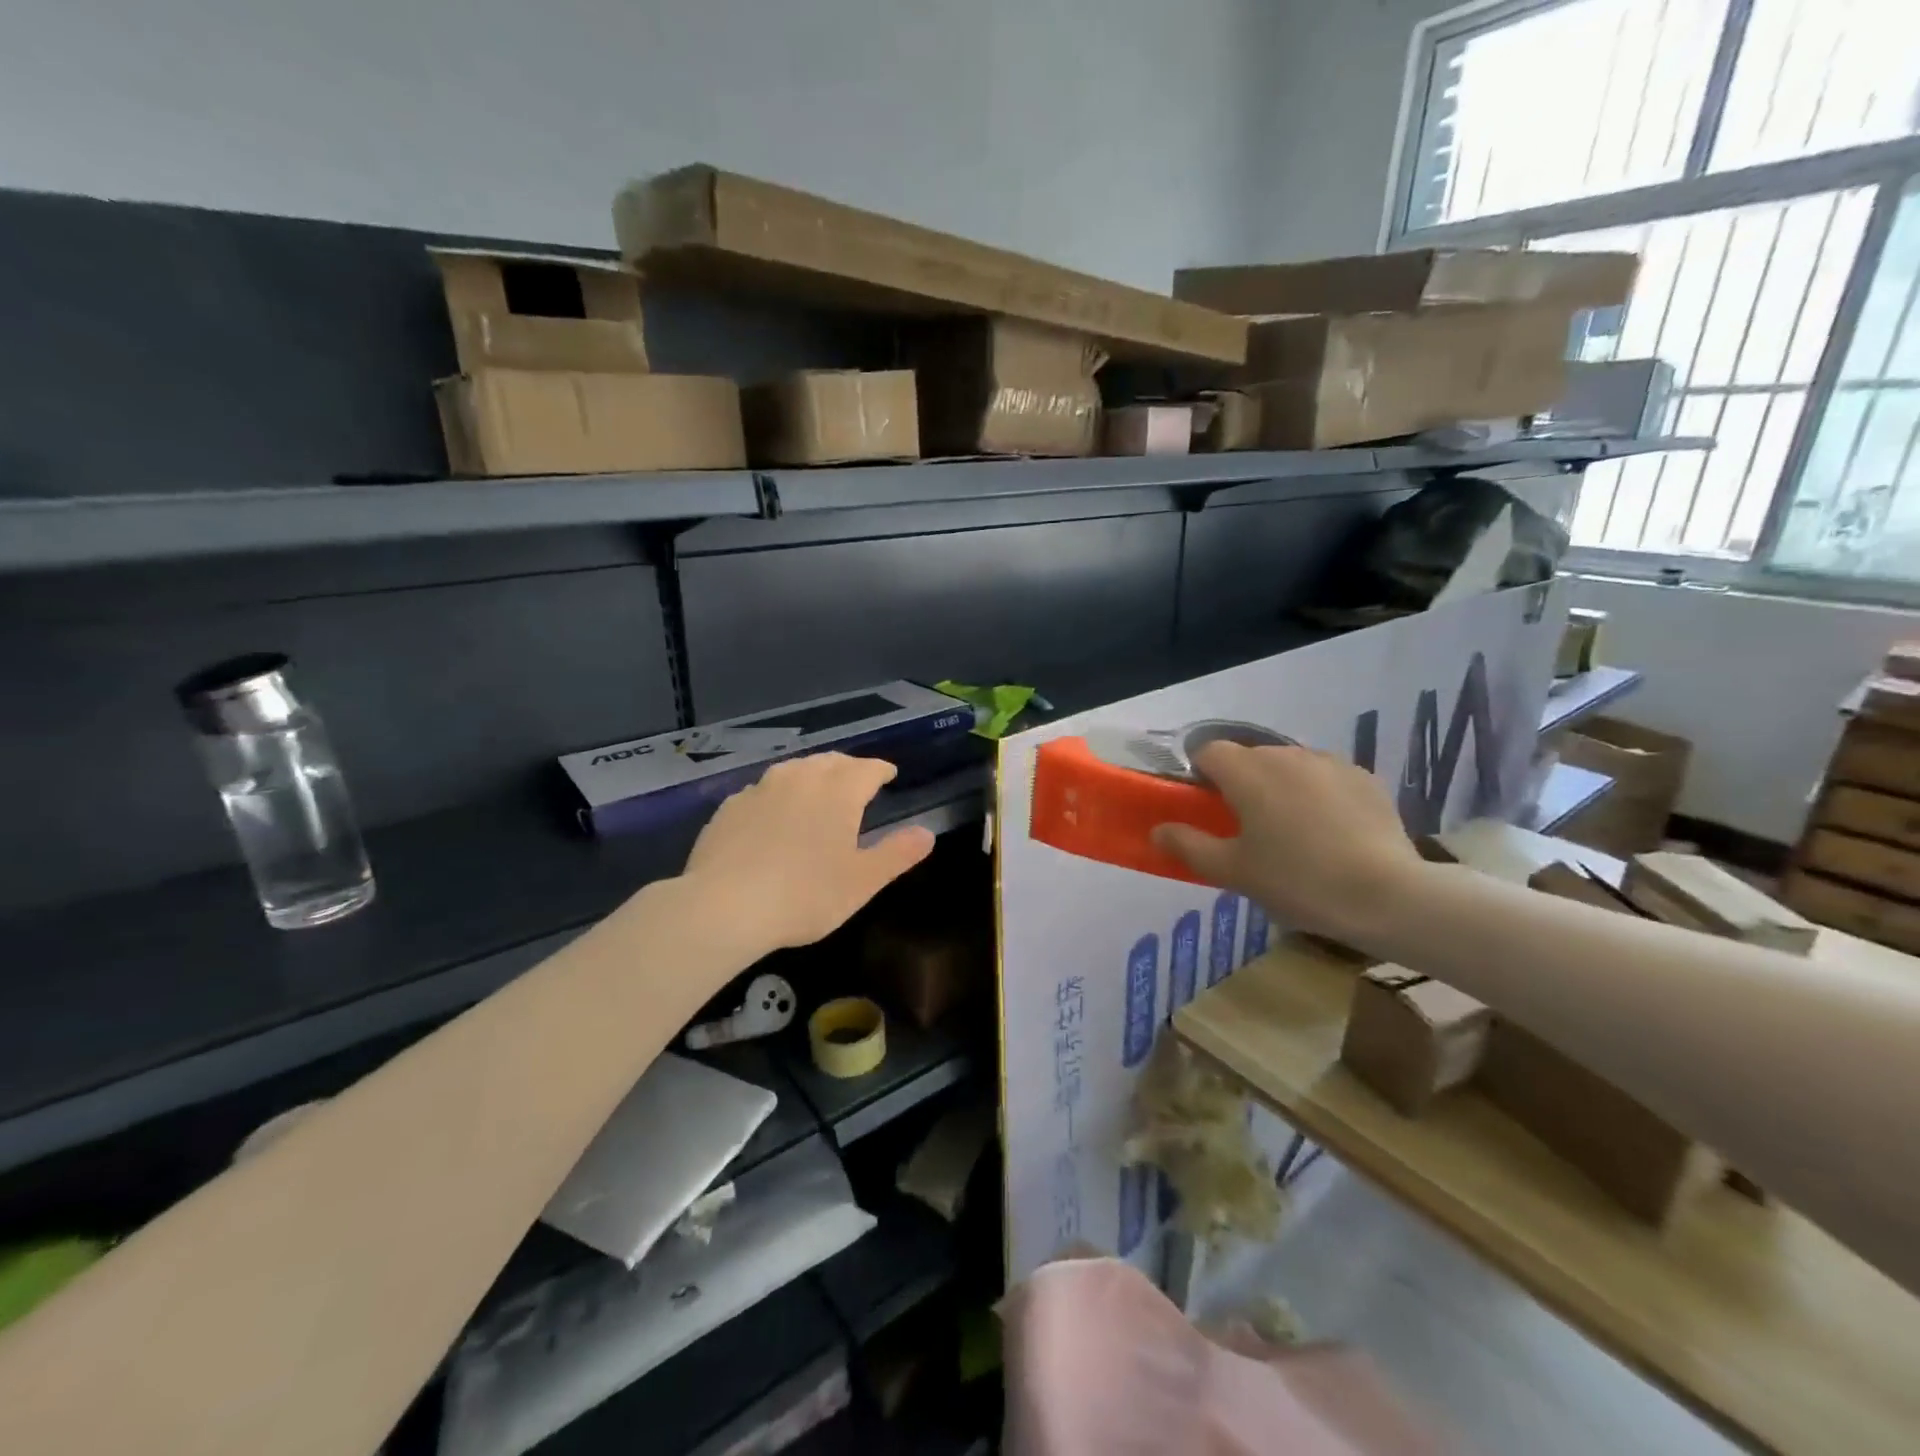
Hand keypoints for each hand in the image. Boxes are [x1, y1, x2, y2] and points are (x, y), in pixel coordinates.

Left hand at [680, 754, 935, 954]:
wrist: (723, 907)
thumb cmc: (805, 895)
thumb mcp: (862, 881)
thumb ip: (897, 854)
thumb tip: (927, 833)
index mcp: (838, 791)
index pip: (867, 768)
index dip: (881, 770)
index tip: (889, 775)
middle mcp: (800, 778)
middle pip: (830, 762)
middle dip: (848, 768)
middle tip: (857, 781)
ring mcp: (760, 789)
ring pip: (794, 770)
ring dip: (812, 774)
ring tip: (818, 789)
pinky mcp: (730, 806)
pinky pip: (763, 790)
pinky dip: (778, 794)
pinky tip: (774, 813)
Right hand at [1151, 743, 1425, 946]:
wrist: (1387, 896)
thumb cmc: (1297, 881)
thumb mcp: (1233, 871)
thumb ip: (1188, 846)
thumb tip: (1157, 830)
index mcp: (1247, 771)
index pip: (1208, 751)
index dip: (1199, 774)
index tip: (1205, 807)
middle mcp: (1286, 754)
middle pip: (1249, 757)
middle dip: (1240, 782)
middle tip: (1245, 827)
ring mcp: (1330, 763)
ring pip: (1288, 765)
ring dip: (1279, 786)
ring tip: (1291, 830)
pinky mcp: (1364, 777)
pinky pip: (1325, 777)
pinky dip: (1317, 794)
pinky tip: (1329, 831)